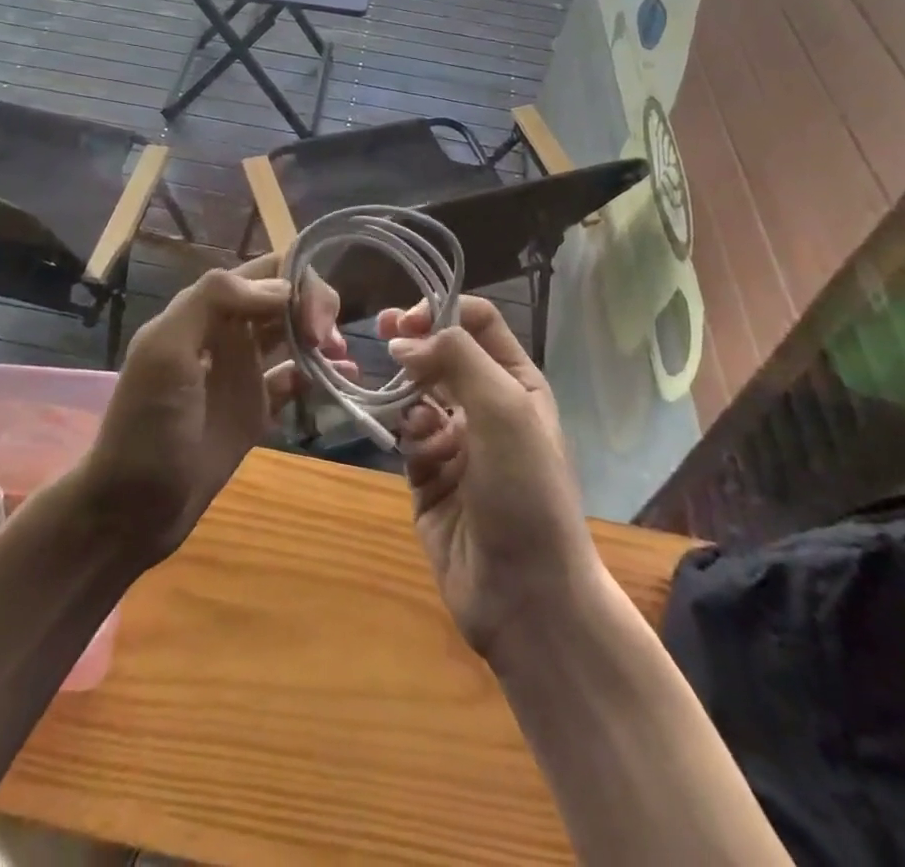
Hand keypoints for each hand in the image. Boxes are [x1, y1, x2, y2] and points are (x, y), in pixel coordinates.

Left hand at [77, 253, 344, 563]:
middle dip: (316, 307)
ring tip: (340, 358)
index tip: (314, 315)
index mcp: (205, 310)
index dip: (298, 279)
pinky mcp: (257, 409)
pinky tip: (346, 379)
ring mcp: (245, 372)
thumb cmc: (146, 426)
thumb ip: (213, 301)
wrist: (132, 508)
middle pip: (286, 298)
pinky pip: (297, 379)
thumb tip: (282, 289)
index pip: (265, 271)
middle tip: (326, 341)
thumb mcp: (166, 351)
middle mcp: (229, 333)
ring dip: (323, 335)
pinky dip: (323, 374)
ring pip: (295, 334)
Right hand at [381, 297, 601, 662]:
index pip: (477, 323)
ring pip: (417, 396)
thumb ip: (456, 357)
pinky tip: (420, 456)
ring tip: (413, 418)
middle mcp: (487, 406)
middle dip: (414, 342)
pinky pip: (407, 439)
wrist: (526, 594)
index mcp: (516, 383)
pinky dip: (408, 438)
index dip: (441, 311)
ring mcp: (457, 443)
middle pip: (442, 354)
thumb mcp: (504, 408)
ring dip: (409, 396)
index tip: (405, 319)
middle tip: (379, 331)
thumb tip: (402, 338)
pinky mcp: (429, 478)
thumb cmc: (525, 488)